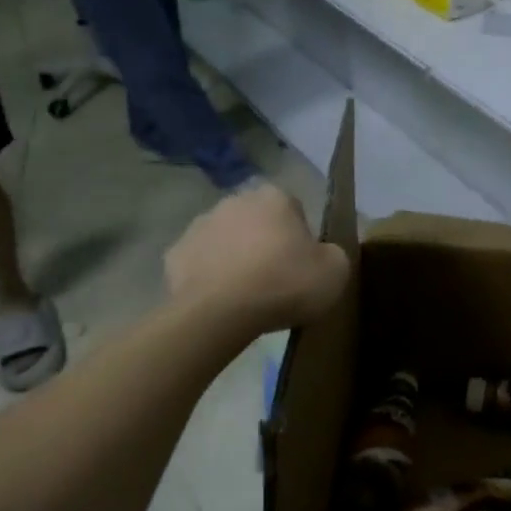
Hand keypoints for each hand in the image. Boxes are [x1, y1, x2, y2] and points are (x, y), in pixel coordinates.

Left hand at [164, 182, 349, 333]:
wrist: (221, 313)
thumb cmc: (284, 284)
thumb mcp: (335, 271)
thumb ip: (333, 254)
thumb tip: (322, 254)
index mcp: (275, 197)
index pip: (293, 209)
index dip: (300, 237)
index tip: (302, 265)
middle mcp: (235, 200)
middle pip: (256, 220)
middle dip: (264, 242)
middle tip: (275, 278)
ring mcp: (199, 225)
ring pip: (225, 239)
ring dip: (234, 256)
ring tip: (245, 293)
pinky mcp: (174, 254)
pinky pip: (199, 263)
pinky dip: (208, 276)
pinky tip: (219, 300)